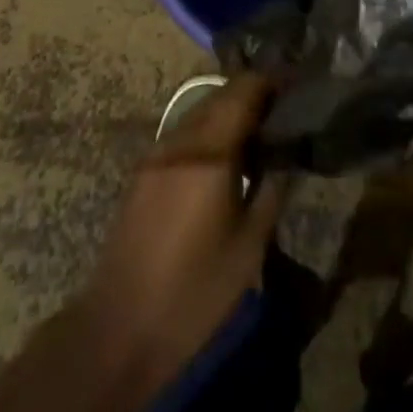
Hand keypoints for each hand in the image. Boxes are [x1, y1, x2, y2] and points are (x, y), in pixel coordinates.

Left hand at [74, 76, 285, 401]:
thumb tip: (287, 156)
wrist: (119, 330)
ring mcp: (157, 153)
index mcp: (210, 152)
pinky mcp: (143, 171)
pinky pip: (184, 133)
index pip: (244, 91)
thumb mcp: (248, 248)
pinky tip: (222, 156)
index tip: (294, 86)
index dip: (270, 81)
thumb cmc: (193, 292)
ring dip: (228, 110)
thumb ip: (272, 191)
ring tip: (255, 131)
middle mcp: (181, 140)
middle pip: (221, 95)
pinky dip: (208, 130)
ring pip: (200, 111)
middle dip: (251, 94)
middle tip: (279, 110)